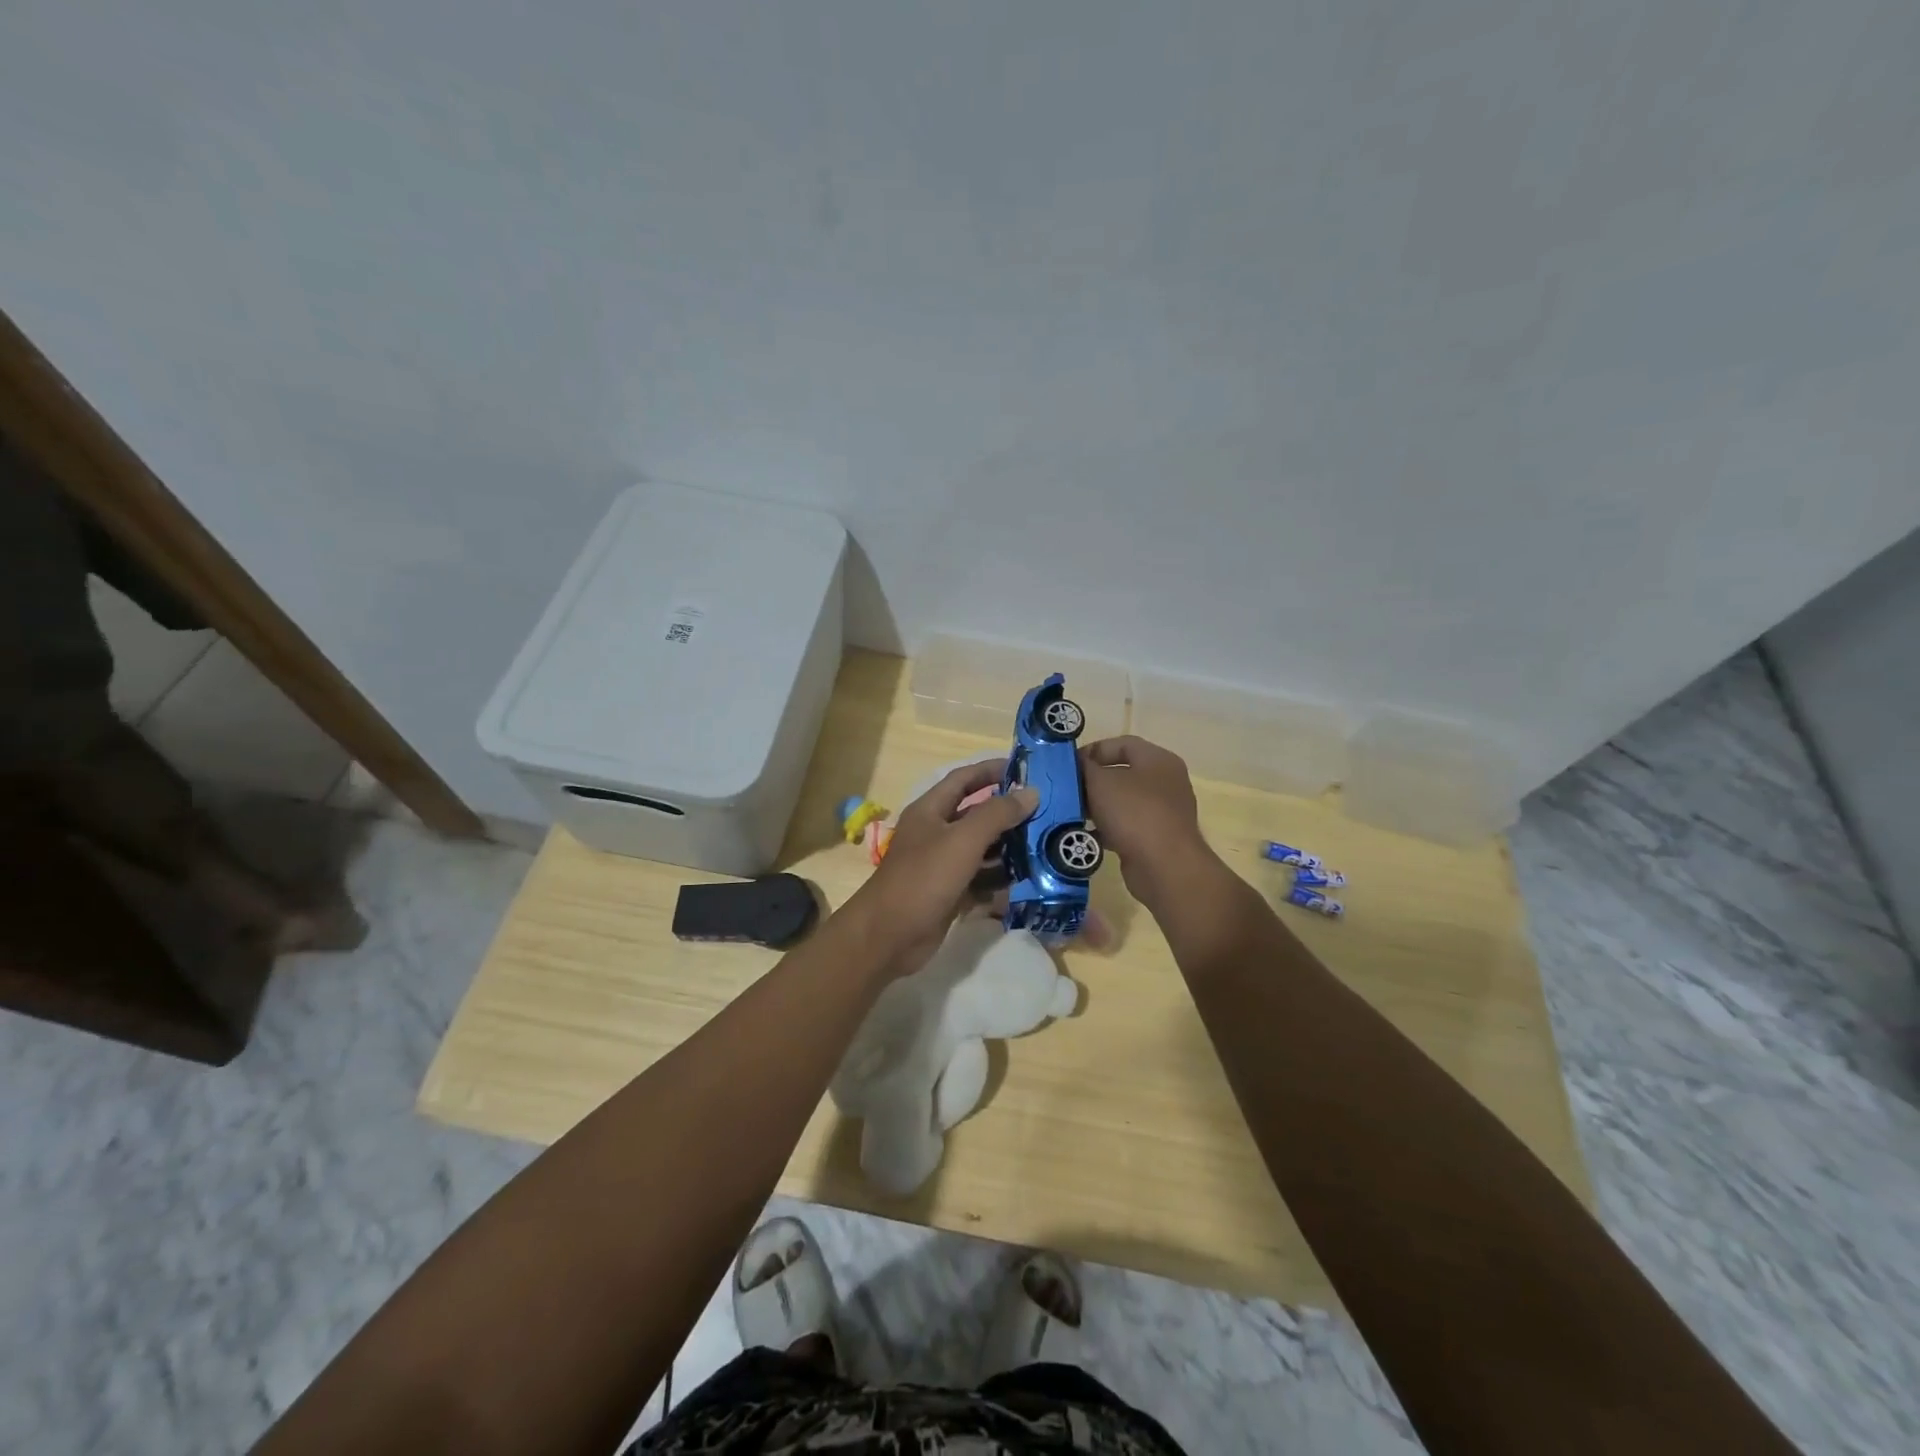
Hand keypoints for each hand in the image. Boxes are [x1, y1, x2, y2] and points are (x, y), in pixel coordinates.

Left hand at [844, 760, 1037, 972]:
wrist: (889, 936)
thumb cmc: (924, 878)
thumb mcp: (963, 840)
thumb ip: (997, 814)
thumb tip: (1031, 792)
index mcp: (931, 810)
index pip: (964, 779)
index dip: (992, 770)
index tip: (1027, 770)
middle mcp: (936, 833)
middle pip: (976, 814)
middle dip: (1008, 813)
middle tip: (1047, 813)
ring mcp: (942, 865)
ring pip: (982, 849)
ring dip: (1009, 848)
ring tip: (1045, 846)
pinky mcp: (950, 893)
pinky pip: (980, 879)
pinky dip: (1000, 879)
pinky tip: (1028, 881)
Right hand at [1080, 736, 1215, 907]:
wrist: (1164, 867)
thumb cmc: (1133, 813)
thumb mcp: (1100, 782)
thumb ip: (1084, 767)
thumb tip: (1077, 764)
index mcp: (1158, 760)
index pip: (1122, 743)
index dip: (1093, 750)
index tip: (1069, 765)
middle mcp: (1165, 782)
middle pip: (1122, 773)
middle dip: (1092, 781)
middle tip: (1067, 790)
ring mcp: (1163, 811)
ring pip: (1122, 801)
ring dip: (1097, 806)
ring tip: (1072, 813)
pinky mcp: (1156, 837)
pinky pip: (1126, 825)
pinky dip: (1106, 828)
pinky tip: (1086, 835)